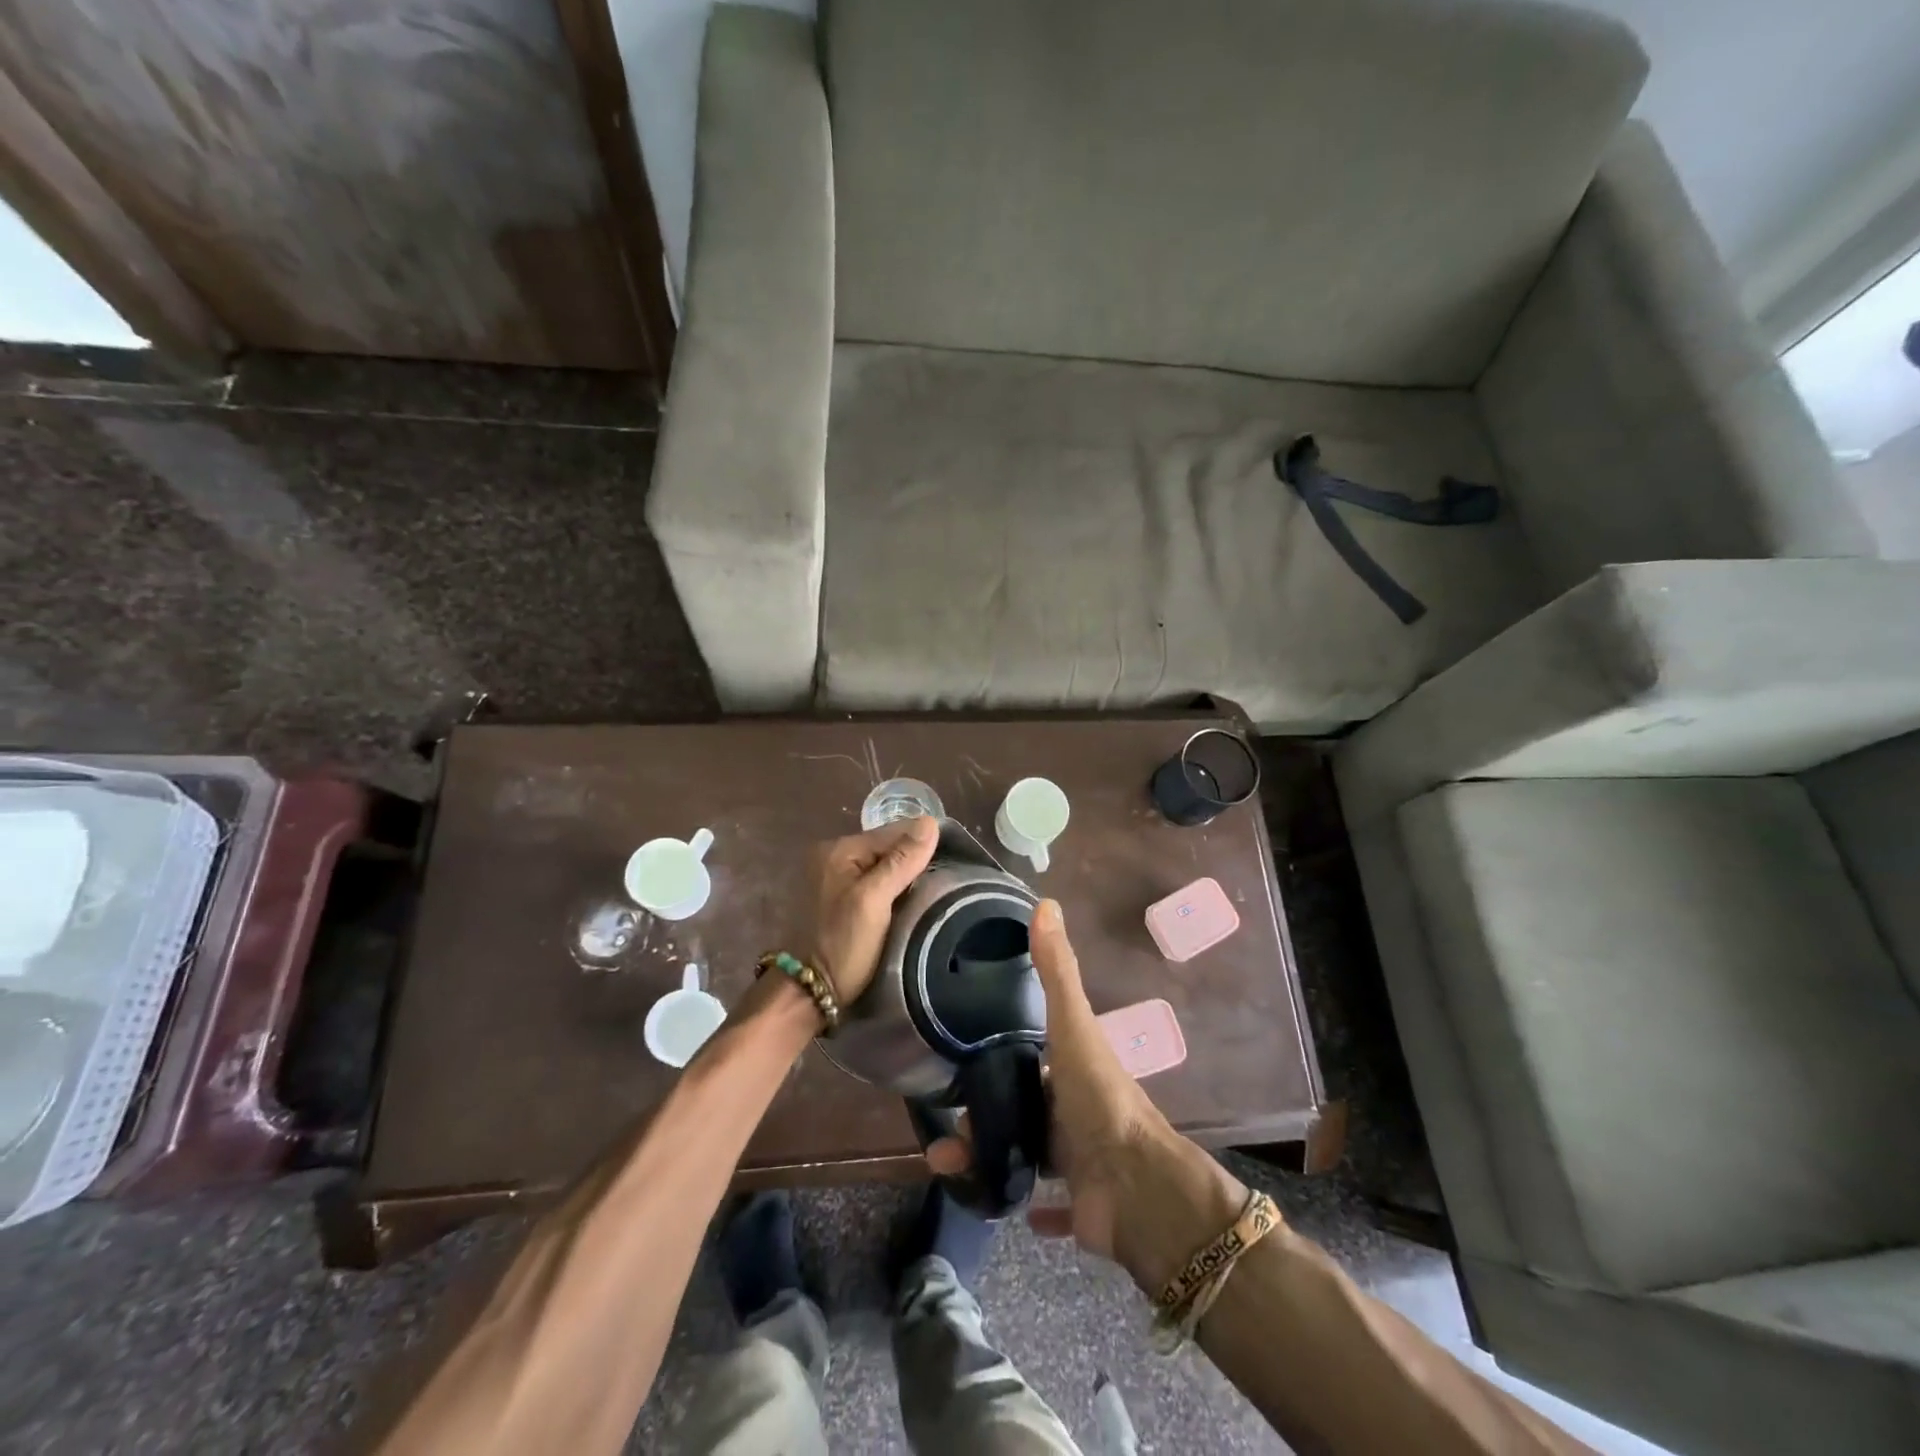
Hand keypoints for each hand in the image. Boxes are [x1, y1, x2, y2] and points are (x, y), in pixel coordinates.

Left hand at [808, 817, 939, 1004]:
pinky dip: (891, 890)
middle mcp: (832, 856)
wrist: (805, 994)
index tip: (954, 860)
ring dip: (904, 876)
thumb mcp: (874, 901)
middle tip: (946, 880)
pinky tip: (908, 902)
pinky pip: (873, 883)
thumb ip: (901, 861)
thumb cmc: (841, 945)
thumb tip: (930, 823)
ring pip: (882, 866)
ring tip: (933, 891)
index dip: (923, 844)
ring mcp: (832, 878)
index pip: (893, 832)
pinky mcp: (836, 900)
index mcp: (838, 849)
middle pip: (887, 848)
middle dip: (914, 860)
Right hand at [928, 900, 1176, 1259]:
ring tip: (946, 1164)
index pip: (1028, 1057)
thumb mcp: (1072, 1025)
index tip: (954, 1061)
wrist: (1136, 1186)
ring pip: (1021, 1153)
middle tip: (942, 1127)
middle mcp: (1073, 1109)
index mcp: (1070, 1067)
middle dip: (979, 1114)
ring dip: (985, 1157)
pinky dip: (1026, 1205)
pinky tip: (997, 1200)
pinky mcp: (1079, 1206)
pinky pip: (1048, 1206)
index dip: (993, 1056)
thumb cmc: (1098, 1098)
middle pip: (1018, 1106)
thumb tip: (1046, 903)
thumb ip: (1056, 970)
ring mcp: (1077, 1159)